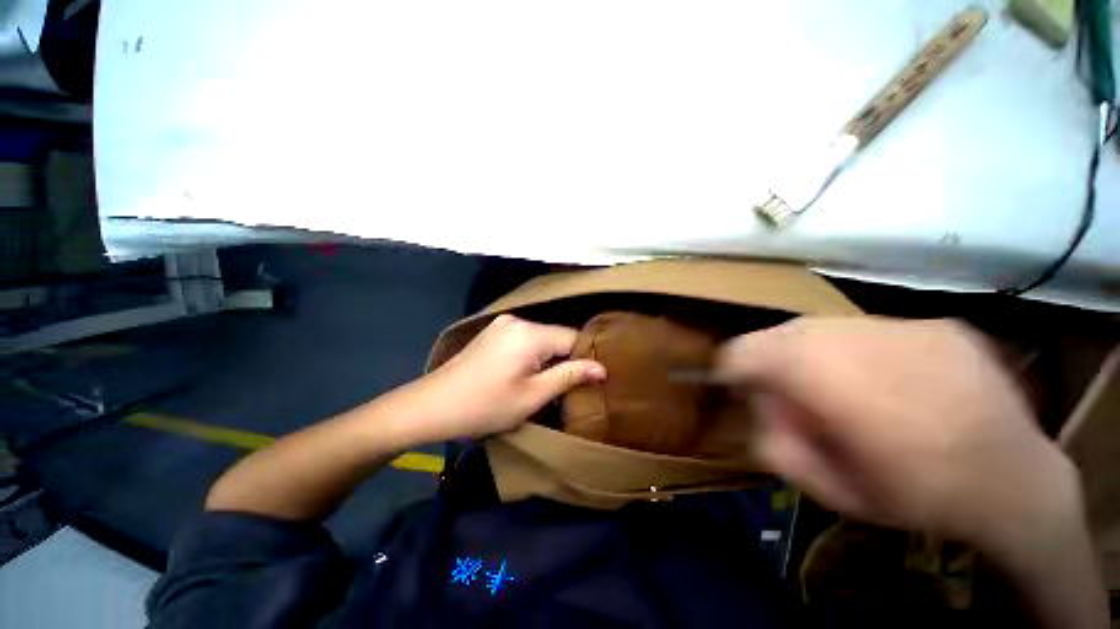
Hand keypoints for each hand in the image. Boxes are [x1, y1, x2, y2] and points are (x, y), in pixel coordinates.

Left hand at [414, 315, 605, 440]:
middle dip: (565, 359)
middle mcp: (518, 320)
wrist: (432, 406)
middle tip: (568, 387)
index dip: (584, 358)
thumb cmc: (485, 406)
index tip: (590, 380)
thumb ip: (569, 376)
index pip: (572, 338)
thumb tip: (601, 368)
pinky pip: (525, 340)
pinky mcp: (493, 332)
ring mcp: (503, 324)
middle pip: (556, 337)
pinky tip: (525, 374)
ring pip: (541, 339)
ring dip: (548, 359)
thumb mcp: (532, 396)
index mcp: (530, 333)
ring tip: (547, 383)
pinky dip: (532, 355)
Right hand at [715, 317, 1079, 558]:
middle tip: (792, 391)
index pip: (746, 351)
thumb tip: (758, 402)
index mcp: (824, 379)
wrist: (1018, 485)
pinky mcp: (938, 324)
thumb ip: (772, 439)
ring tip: (839, 386)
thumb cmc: (914, 495)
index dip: (732, 367)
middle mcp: (856, 338)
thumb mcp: (825, 485)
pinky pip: (873, 329)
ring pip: (824, 325)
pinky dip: (862, 351)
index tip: (739, 385)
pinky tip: (889, 383)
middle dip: (773, 359)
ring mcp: (903, 325)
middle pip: (782, 333)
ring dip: (815, 353)